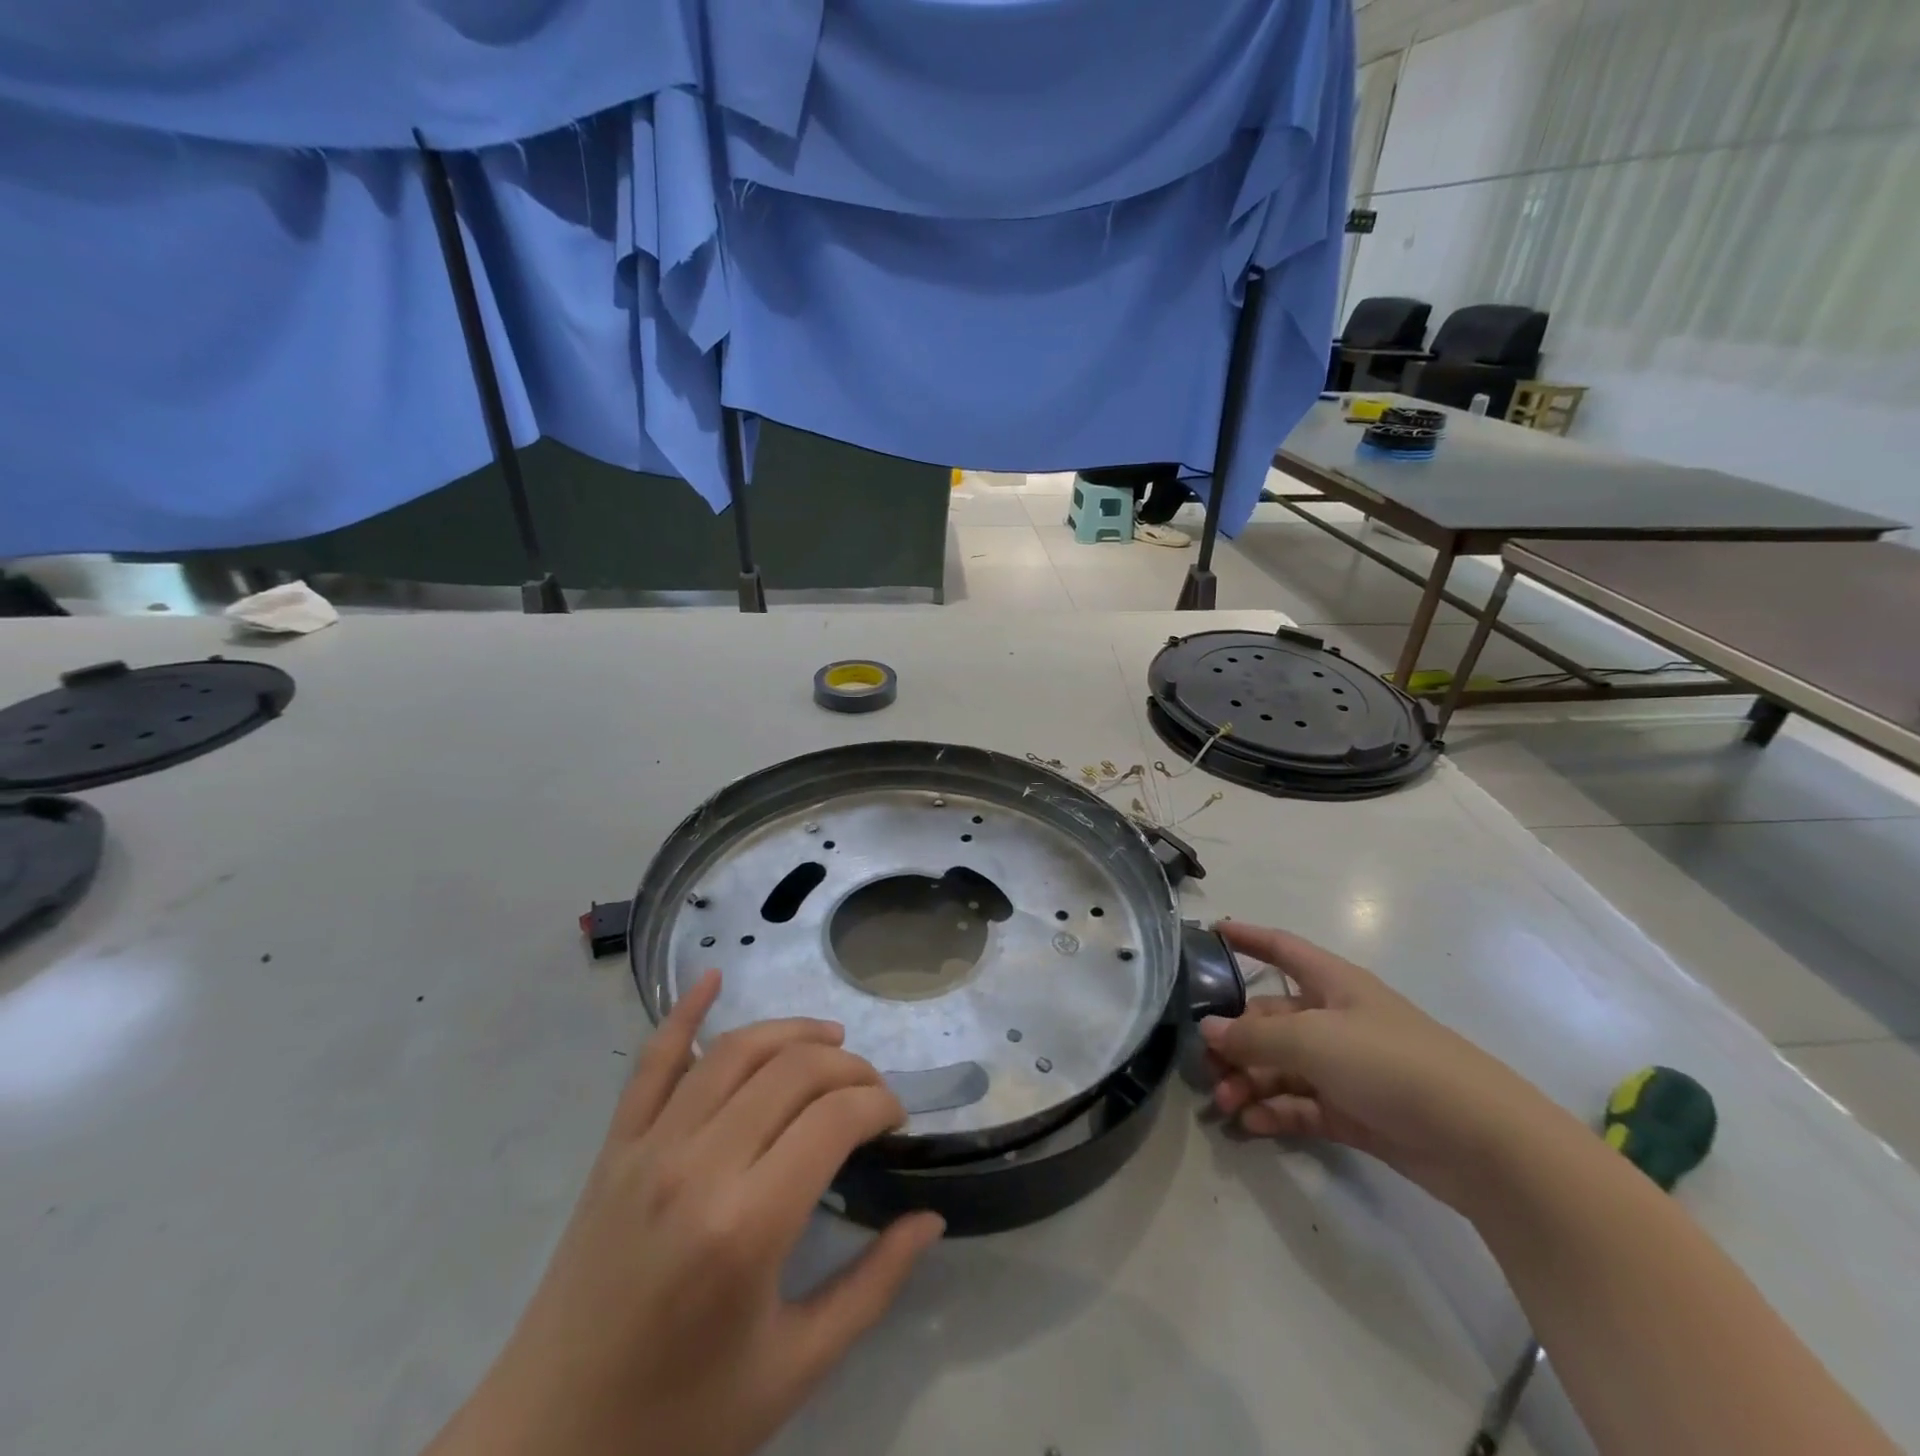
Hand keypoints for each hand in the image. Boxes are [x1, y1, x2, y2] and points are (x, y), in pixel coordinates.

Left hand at [428, 971, 944, 1455]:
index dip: (878, 1102)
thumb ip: (873, 1286)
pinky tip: (713, 977)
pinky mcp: (614, 1148)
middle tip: (871, 1092)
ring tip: (830, 1040)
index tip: (896, 1119)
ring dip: (792, 1032)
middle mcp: (699, 1165)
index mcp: (748, 1225)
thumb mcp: (794, 1368)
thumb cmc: (680, 1419)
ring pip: (735, 1051)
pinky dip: (683, 1011)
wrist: (545, 1449)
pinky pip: (652, 1061)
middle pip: (794, 1070)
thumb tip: (931, 1220)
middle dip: (848, 1067)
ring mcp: (649, 1147)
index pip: (835, 1117)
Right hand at [1201, 922, 1565, 1212]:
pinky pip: (1303, 1106)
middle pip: (1272, 1019)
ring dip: (1250, 1081)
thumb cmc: (1392, 1064)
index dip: (1249, 938)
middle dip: (1236, 1038)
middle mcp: (1338, 1021)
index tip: (1212, 932)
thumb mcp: (1313, 1041)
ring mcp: (1349, 1069)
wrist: (1483, 1142)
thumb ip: (1255, 1037)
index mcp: (1333, 985)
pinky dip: (1276, 1112)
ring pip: (1283, 1066)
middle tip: (1205, 1063)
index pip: (1283, 949)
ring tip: (1224, 1103)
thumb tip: (1208, 1029)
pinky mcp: (1357, 1113)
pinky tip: (1251, 1124)